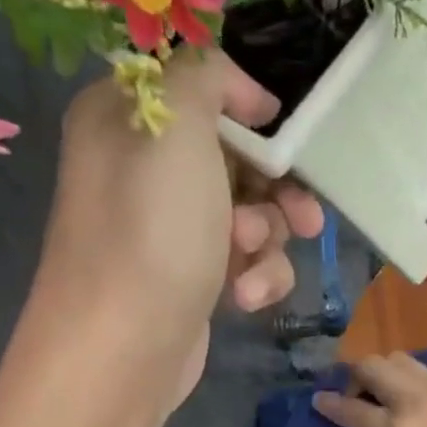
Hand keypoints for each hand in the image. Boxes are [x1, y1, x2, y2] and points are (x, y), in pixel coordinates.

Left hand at [33, 51, 323, 407]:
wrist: (122, 348)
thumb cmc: (151, 231)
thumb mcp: (176, 126)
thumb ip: (208, 78)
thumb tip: (245, 94)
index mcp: (128, 117)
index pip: (204, 90)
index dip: (252, 112)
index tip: (285, 139)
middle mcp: (146, 166)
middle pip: (241, 157)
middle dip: (278, 189)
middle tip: (304, 217)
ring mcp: (171, 226)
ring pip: (254, 212)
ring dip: (268, 237)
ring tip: (250, 259)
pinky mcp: (194, 274)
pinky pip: (247, 259)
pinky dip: (257, 276)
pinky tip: (245, 299)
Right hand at [314, 353, 426, 426]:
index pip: (351, 410)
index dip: (329, 404)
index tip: (319, 400)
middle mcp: (413, 399)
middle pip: (372, 365)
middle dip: (356, 374)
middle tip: (359, 391)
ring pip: (401, 359)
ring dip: (386, 370)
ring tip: (391, 390)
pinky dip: (418, 380)